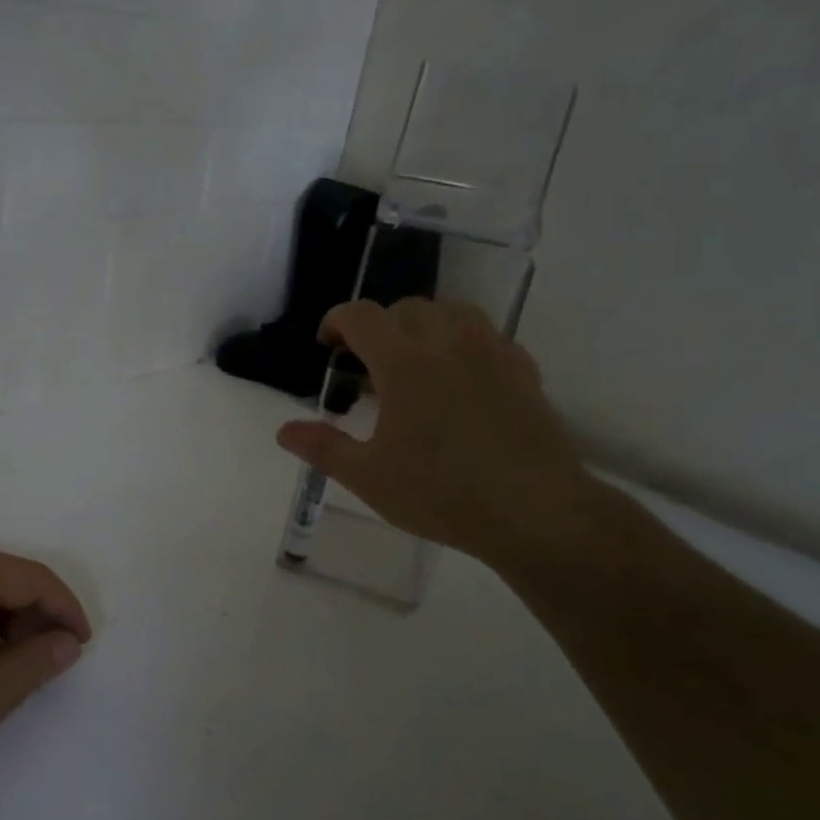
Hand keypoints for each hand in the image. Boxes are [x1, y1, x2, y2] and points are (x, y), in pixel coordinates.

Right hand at [275, 298, 602, 571]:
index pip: (362, 317)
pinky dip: (463, 343)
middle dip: (379, 325)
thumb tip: (285, 431)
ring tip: (414, 362)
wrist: (534, 511)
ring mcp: (492, 354)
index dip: (336, 321)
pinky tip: (460, 380)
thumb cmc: (441, 493)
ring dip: (424, 325)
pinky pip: (488, 337)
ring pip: (453, 313)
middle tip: (367, 363)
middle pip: (407, 308)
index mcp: (404, 365)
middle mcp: (448, 345)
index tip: (326, 344)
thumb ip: (323, 448)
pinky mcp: (524, 372)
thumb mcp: (368, 478)